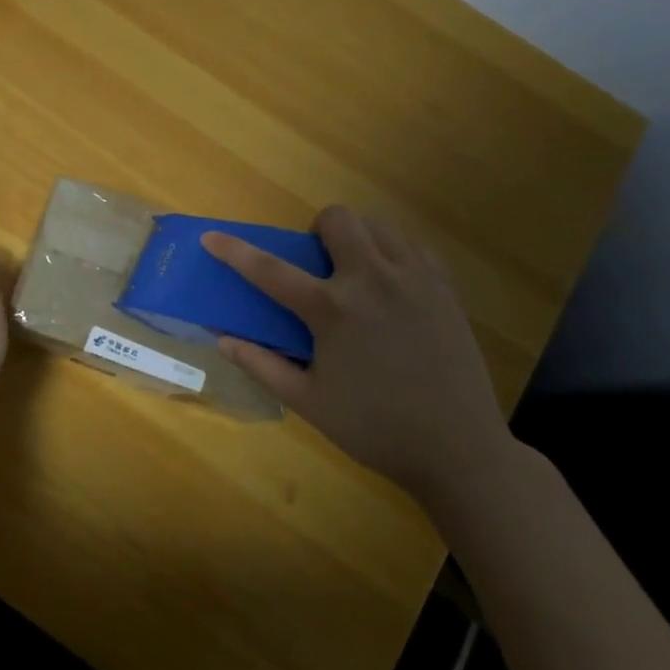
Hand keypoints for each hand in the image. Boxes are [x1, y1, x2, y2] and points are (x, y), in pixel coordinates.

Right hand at [202, 208, 512, 499]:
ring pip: (380, 224)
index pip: (271, 270)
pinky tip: (389, 285)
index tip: (211, 238)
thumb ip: (262, 366)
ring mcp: (415, 280)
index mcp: (333, 310)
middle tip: (317, 264)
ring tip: (354, 271)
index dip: (235, 251)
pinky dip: (392, 251)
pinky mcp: (445, 289)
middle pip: (338, 219)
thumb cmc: (374, 428)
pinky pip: (413, 246)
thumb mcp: (308, 403)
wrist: (458, 449)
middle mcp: (373, 281)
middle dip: (316, 230)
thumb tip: (224, 340)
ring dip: (357, 236)